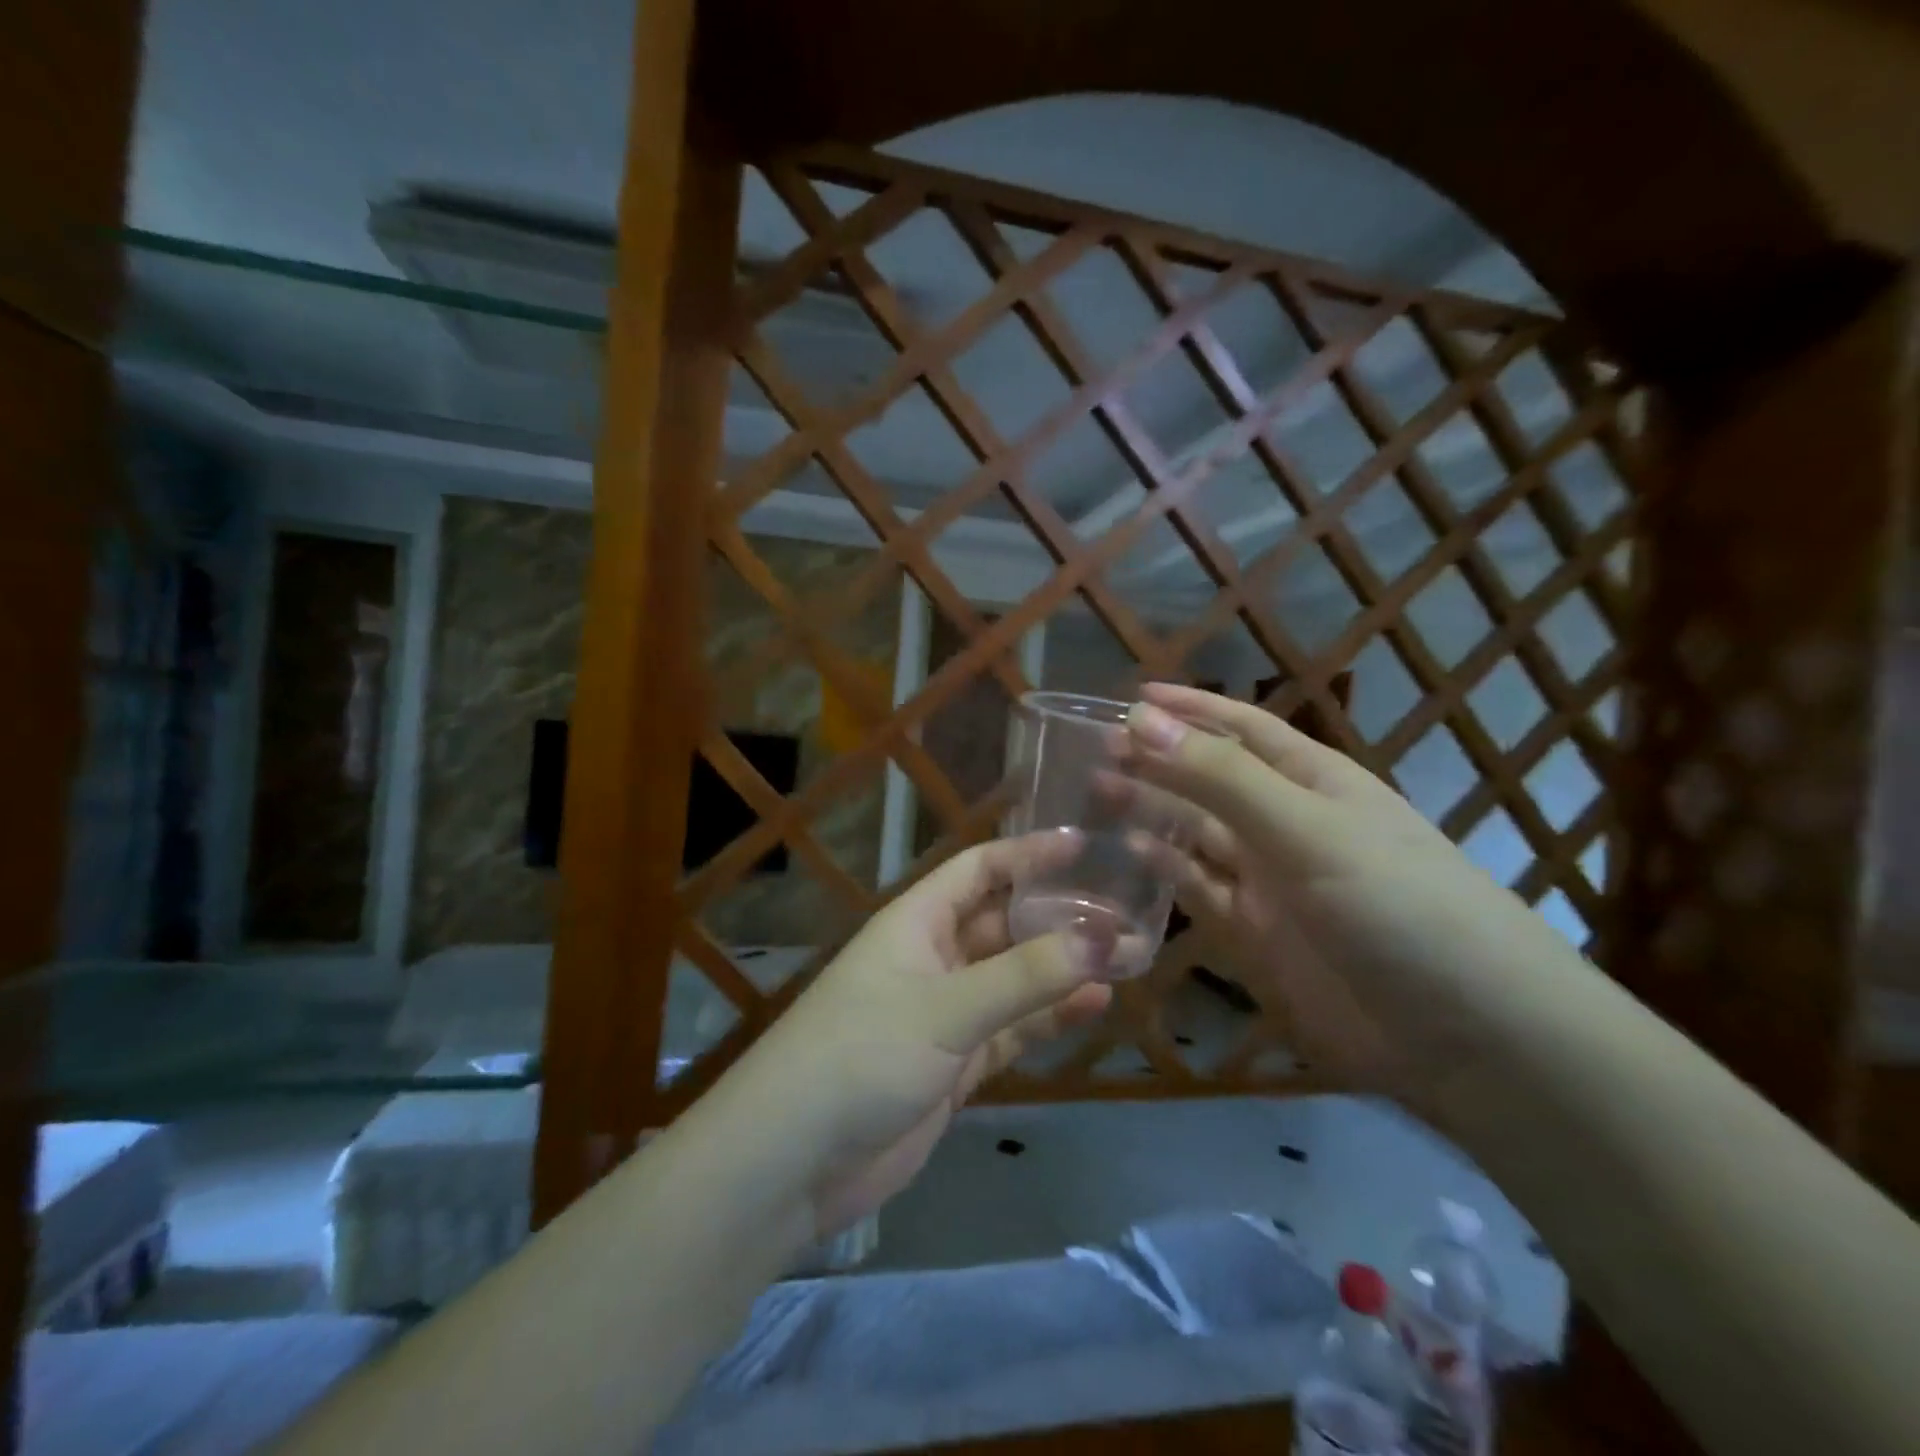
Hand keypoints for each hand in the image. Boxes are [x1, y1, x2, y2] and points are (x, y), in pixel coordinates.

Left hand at [726, 834, 1113, 1236]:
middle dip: (1058, 918)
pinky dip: (1048, 1018)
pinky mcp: (953, 1064)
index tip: (1085, 846)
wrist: (795, 1160)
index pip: (980, 870)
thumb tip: (1103, 936)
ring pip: (1013, 979)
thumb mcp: (947, 1007)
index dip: (1028, 854)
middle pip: (1004, 924)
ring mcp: (944, 1013)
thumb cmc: (862, 1053)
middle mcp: (932, 958)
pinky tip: (1094, 1006)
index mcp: (917, 922)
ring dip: (1062, 970)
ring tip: (1126, 959)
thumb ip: (1026, 976)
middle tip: (1124, 916)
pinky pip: (1011, 1029)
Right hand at [1116, 683, 1567, 1093]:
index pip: (1242, 730)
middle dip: (1156, 761)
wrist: (1468, 1039)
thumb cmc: (1395, 905)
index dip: (1190, 710)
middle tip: (1091, 748)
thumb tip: (1139, 717)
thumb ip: (1219, 777)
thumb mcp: (1306, 829)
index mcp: (1313, 783)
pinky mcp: (1255, 938)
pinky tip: (1127, 855)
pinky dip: (1164, 871)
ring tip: (1093, 793)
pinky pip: (1198, 892)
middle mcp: (1286, 826)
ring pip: (1196, 836)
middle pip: (1209, 782)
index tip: (1133, 696)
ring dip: (1150, 812)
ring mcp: (1269, 885)